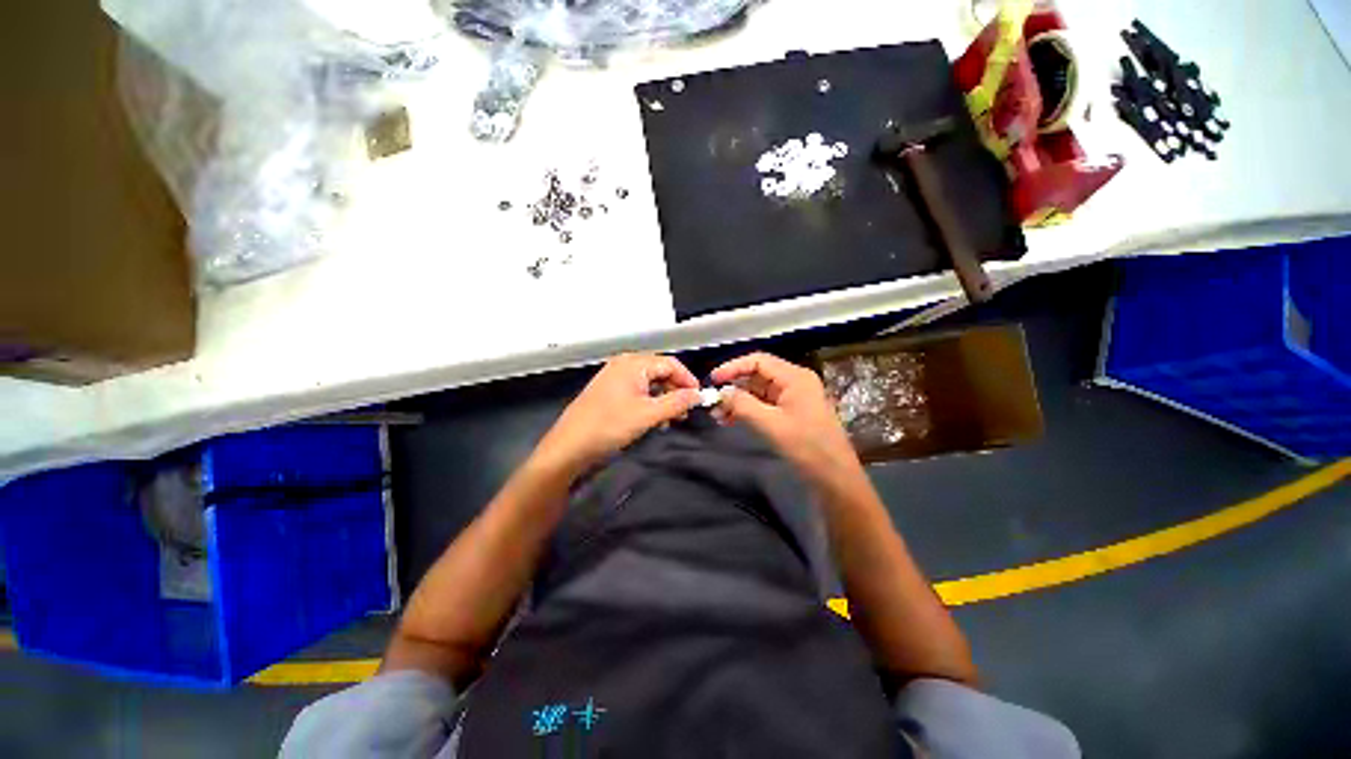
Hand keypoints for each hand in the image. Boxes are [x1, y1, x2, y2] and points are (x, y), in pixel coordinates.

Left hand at [535, 353, 701, 477]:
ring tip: (669, 421)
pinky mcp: (609, 392)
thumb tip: (698, 395)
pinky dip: (649, 404)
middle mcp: (624, 365)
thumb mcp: (648, 415)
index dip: (687, 380)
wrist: (569, 446)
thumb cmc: (609, 426)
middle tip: (684, 414)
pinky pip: (637, 392)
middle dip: (675, 392)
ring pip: (649, 384)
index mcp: (633, 363)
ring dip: (663, 400)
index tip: (698, 400)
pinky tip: (653, 421)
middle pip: (660, 372)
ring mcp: (615, 378)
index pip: (671, 364)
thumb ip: (677, 402)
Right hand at [711, 352, 861, 485]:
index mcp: (794, 377)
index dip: (733, 367)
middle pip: (757, 375)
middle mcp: (794, 382)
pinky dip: (747, 411)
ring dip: (738, 401)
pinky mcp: (790, 413)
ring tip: (718, 415)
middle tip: (713, 402)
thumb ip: (743, 405)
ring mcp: (792, 398)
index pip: (758, 361)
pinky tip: (730, 420)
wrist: (834, 476)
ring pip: (758, 391)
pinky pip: (763, 405)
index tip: (713, 380)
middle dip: (734, 387)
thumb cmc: (806, 446)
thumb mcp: (770, 424)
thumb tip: (722, 393)